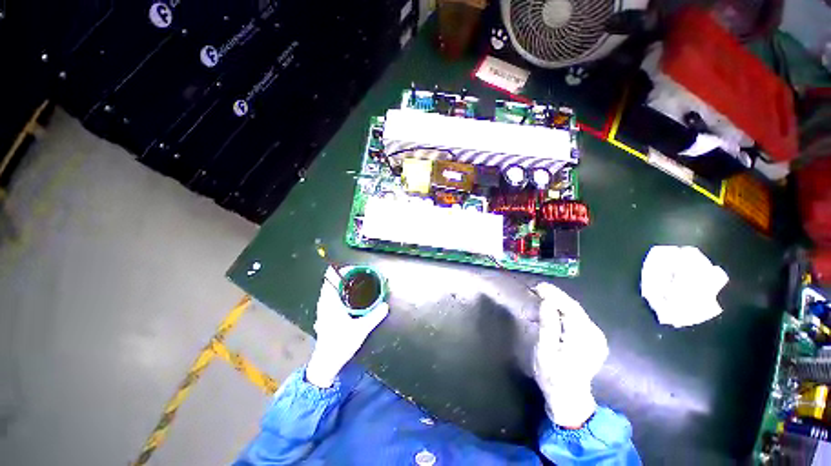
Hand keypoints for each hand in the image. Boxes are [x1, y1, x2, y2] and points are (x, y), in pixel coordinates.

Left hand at [305, 267, 388, 387]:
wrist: (326, 363)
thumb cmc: (340, 344)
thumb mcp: (360, 330)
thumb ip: (374, 316)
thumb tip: (385, 305)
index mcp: (329, 302)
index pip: (330, 278)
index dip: (342, 269)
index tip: (356, 268)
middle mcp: (324, 302)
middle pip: (332, 281)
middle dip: (346, 275)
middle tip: (362, 274)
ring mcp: (323, 308)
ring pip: (332, 289)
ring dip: (344, 283)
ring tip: (359, 282)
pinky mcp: (325, 314)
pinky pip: (332, 296)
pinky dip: (342, 291)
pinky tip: (352, 297)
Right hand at [532, 283, 607, 427]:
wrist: (570, 398)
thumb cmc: (553, 375)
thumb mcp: (545, 350)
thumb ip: (548, 325)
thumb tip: (546, 302)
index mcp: (583, 338)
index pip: (569, 307)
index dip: (553, 294)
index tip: (537, 287)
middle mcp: (594, 334)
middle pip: (573, 307)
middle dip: (554, 297)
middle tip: (535, 291)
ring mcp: (596, 337)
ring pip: (575, 311)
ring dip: (556, 305)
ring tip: (538, 306)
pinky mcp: (593, 339)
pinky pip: (577, 318)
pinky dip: (562, 313)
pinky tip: (550, 315)